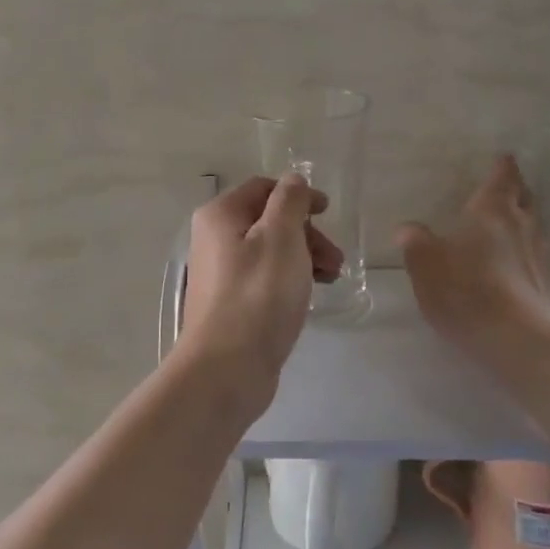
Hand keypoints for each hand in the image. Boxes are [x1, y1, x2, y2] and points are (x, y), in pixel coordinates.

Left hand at [179, 174, 343, 404]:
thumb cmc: (258, 295)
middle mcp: (214, 238)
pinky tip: (310, 295)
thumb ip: (290, 201)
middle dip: (307, 233)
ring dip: (304, 257)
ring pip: (270, 251)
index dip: (298, 195)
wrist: (227, 368)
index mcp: (221, 215)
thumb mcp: (281, 237)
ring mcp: (220, 273)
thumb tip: (292, 180)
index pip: (263, 188)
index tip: (328, 212)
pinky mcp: (230, 303)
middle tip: (335, 258)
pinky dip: (290, 279)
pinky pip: (265, 278)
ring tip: (332, 278)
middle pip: (268, 220)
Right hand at [396, 155, 549, 370]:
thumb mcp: (425, 266)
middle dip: (516, 190)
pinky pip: (538, 259)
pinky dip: (527, 255)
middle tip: (507, 187)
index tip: (504, 158)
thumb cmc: (466, 291)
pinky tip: (516, 268)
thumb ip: (416, 244)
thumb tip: (408, 229)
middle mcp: (523, 225)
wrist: (517, 340)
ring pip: (535, 228)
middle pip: (524, 198)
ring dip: (524, 222)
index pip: (502, 178)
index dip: (502, 167)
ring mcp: (542, 256)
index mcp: (492, 211)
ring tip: (510, 226)